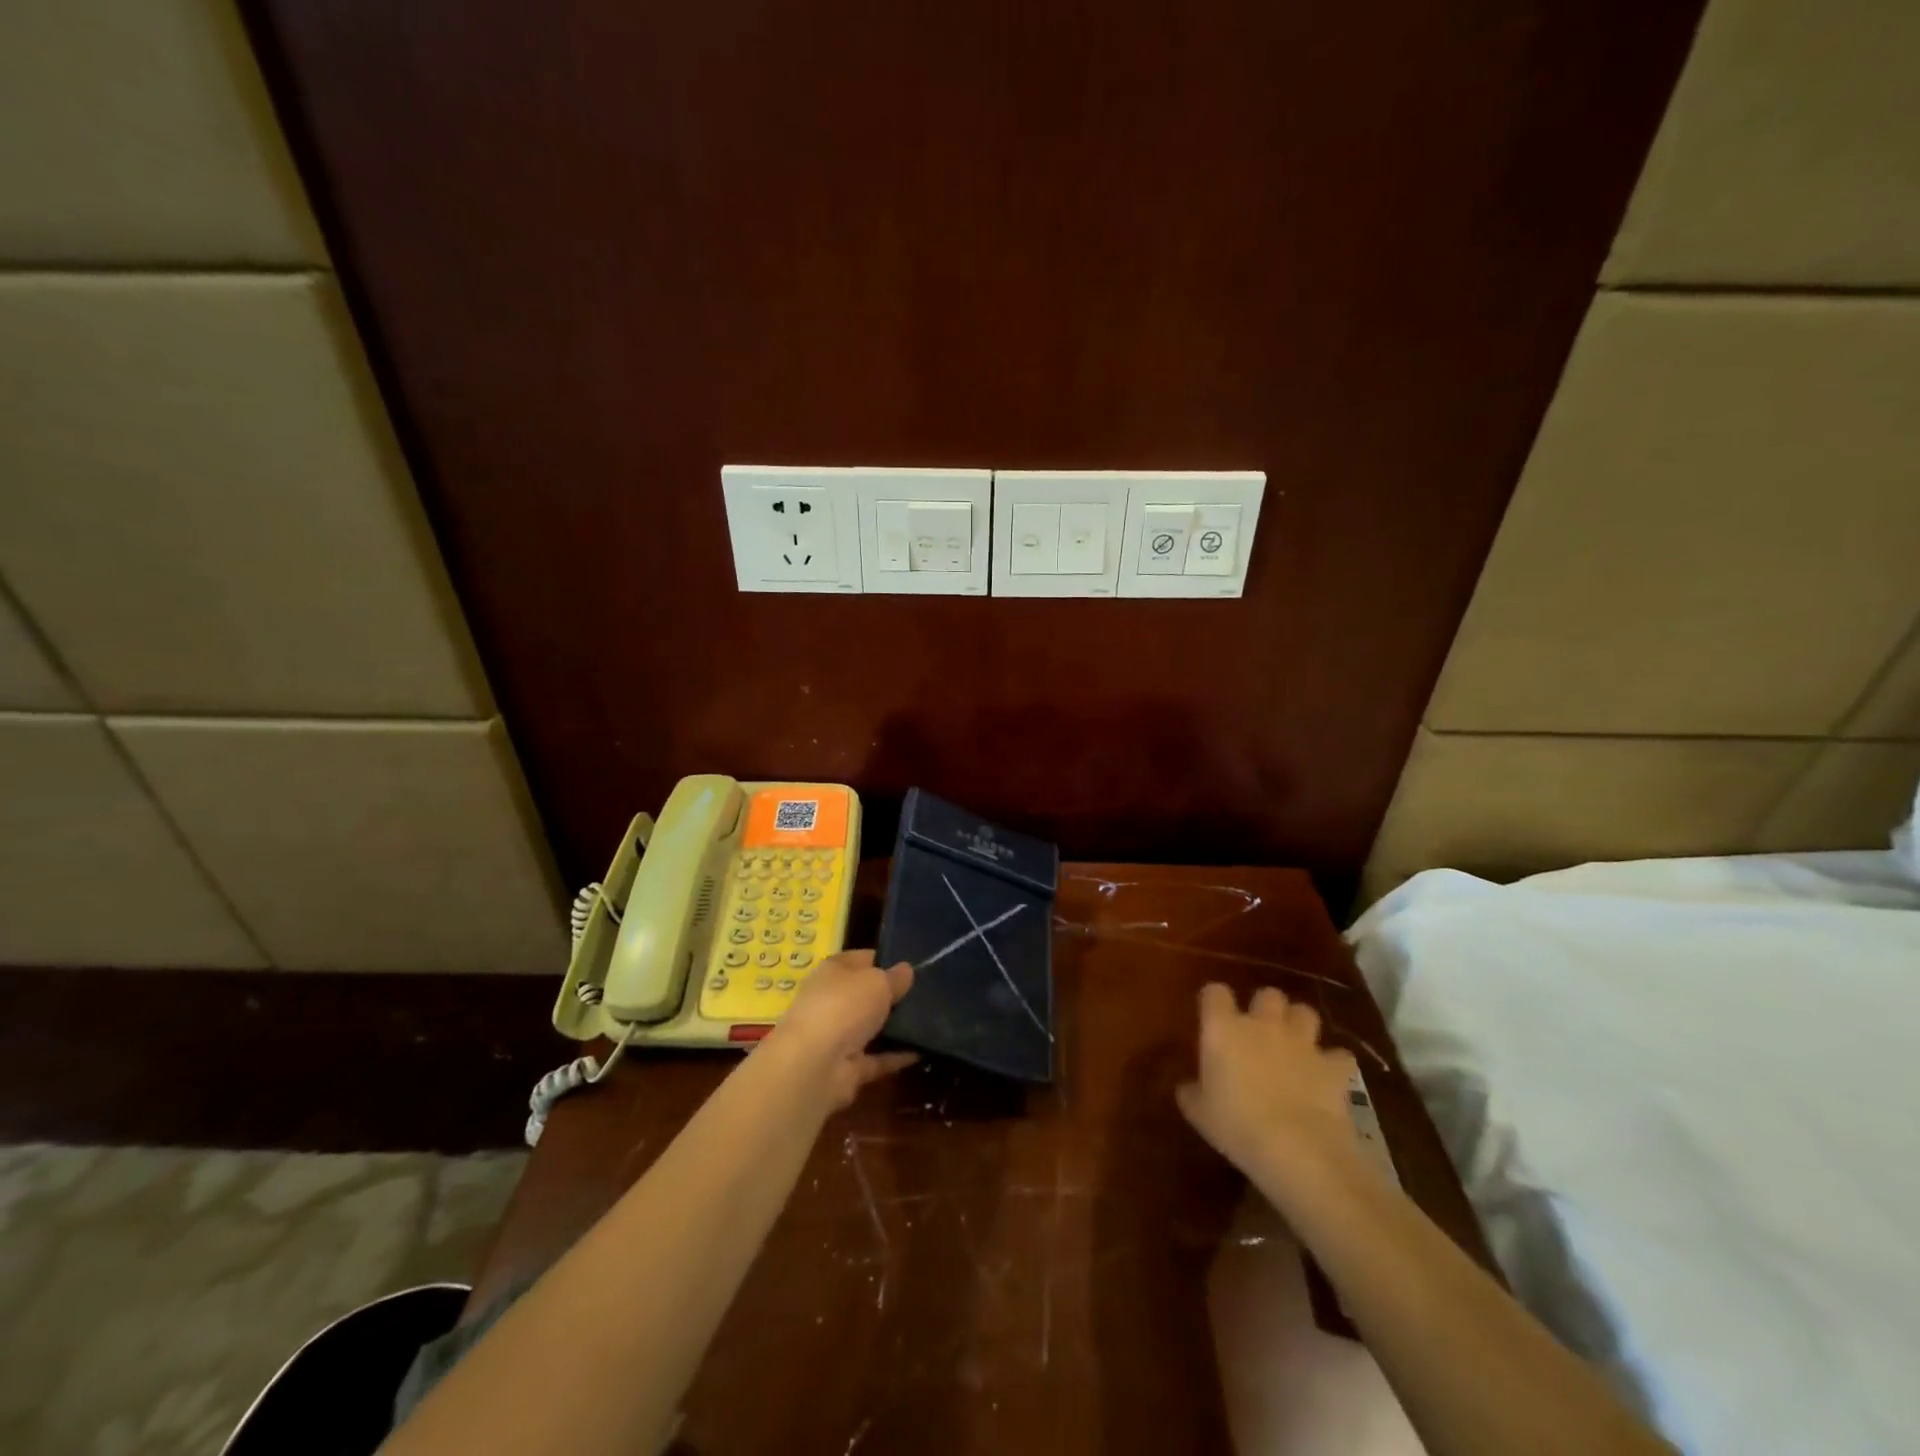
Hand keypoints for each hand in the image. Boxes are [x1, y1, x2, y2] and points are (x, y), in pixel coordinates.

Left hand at [771, 949, 916, 1107]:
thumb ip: (895, 977)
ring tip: (931, 1022)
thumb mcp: (878, 982)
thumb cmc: (843, 1006)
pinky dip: (896, 1057)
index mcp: (834, 971)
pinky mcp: (847, 1067)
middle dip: (893, 995)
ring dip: (895, 1027)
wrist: (814, 1065)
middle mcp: (832, 1000)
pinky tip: (922, 1051)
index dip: (887, 960)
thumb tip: (907, 970)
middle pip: (867, 994)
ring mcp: (838, 1036)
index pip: (863, 959)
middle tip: (928, 994)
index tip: (915, 965)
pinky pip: (877, 1058)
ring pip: (871, 1027)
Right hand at [1176, 983, 1359, 1200]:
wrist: (1298, 1150)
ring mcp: (1302, 1043)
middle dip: (1265, 1008)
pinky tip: (1326, 1078)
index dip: (1214, 1001)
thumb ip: (1191, 1092)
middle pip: (1267, 994)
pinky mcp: (1334, 1067)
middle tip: (1259, 1032)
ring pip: (1305, 1012)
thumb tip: (1187, 1087)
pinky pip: (1338, 1055)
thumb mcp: (1199, 1114)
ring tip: (1295, 1046)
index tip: (1212, 1018)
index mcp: (1223, 1029)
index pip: (1215, 992)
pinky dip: (1333, 1064)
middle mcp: (1263, 1024)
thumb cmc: (1236, 1127)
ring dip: (1299, 1025)